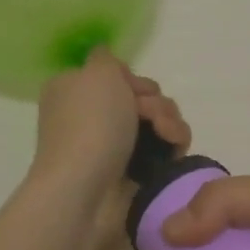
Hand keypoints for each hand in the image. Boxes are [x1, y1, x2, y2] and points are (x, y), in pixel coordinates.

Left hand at [28, 49, 190, 202]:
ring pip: (158, 120)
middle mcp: (92, 116)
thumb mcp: (97, 72)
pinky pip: (165, 147)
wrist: (85, 192)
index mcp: (75, 90)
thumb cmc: (89, 125)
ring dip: (168, 120)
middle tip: (148, 114)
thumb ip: (107, 58)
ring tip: (164, 134)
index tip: (132, 87)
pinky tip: (173, 148)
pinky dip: (173, 143)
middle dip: (154, 100)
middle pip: (141, 96)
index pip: (116, 74)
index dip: (131, 78)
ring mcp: (114, 145)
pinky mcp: (135, 171)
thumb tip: (108, 62)